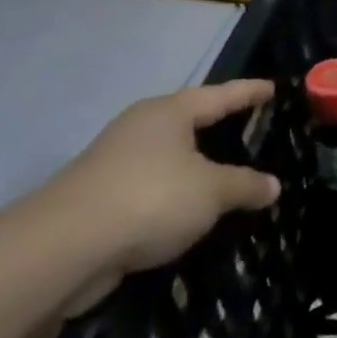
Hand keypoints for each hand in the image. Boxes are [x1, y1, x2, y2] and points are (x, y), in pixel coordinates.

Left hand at [41, 80, 279, 310]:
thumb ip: (246, 185)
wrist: (63, 249)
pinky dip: (177, 195)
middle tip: (251, 126)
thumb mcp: (213, 191)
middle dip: (218, 125)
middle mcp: (140, 129)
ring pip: (170, 157)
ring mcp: (116, 164)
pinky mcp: (102, 200)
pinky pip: (154, 188)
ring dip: (196, 165)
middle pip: (189, 121)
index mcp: (168, 113)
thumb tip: (273, 185)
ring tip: (228, 173)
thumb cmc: (150, 198)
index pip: (220, 95)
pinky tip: (194, 211)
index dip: (249, 92)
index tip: (273, 88)